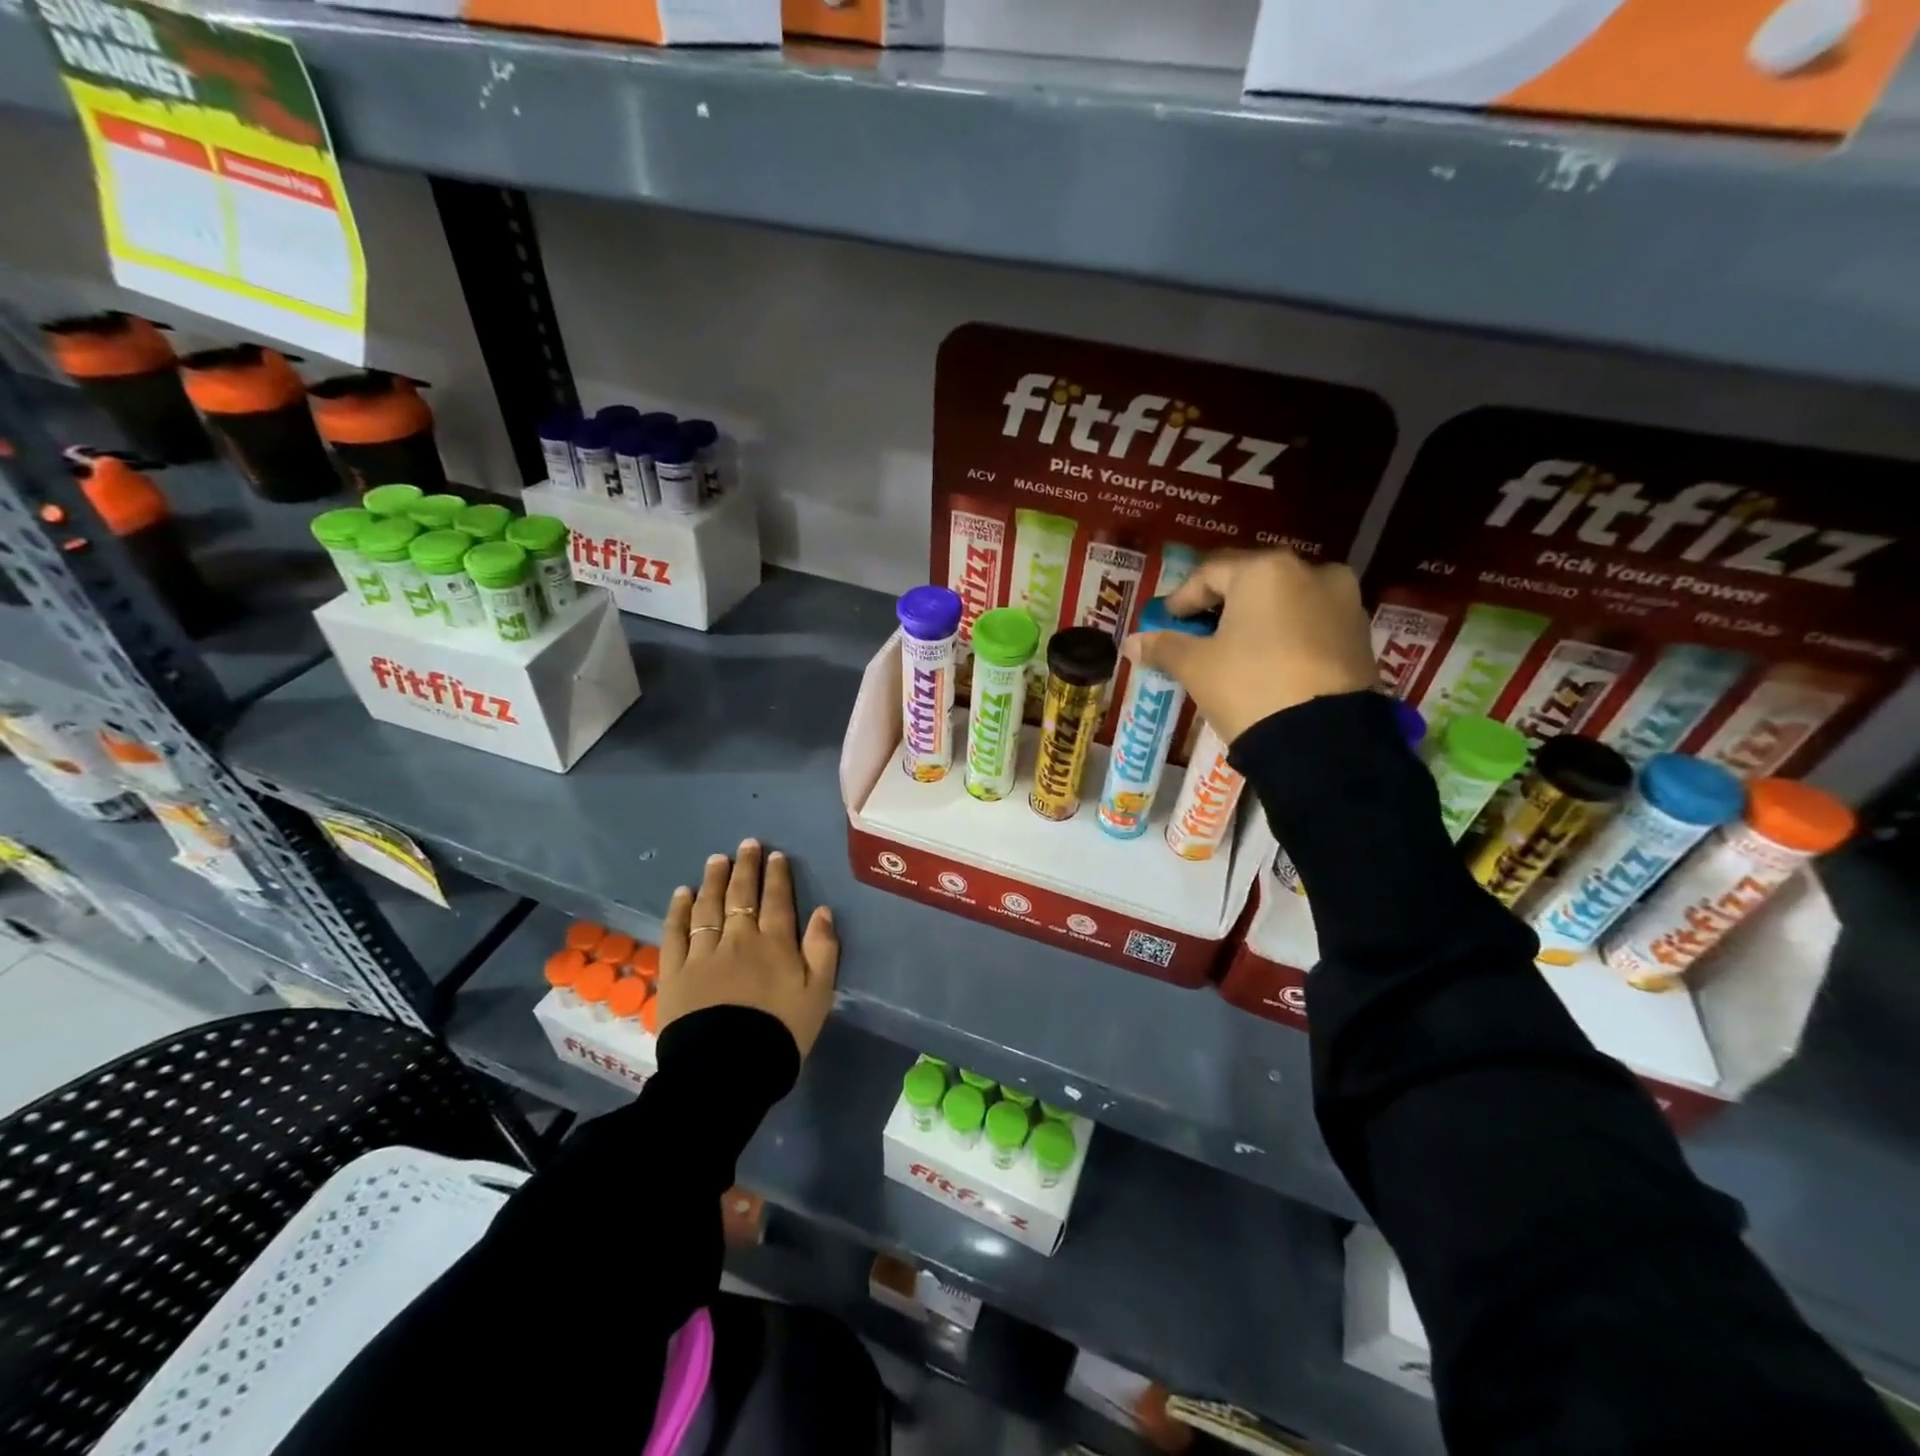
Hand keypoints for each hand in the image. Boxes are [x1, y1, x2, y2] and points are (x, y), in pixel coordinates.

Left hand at [657, 839, 839, 1057]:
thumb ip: (823, 950)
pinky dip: (678, 910)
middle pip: (741, 895)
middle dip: (746, 867)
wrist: (726, 1071)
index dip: (777, 876)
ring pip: (708, 907)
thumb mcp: (818, 995)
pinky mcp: (675, 972)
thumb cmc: (780, 1034)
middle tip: (746, 845)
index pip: (777, 900)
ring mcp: (703, 954)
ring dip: (713, 880)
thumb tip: (823, 910)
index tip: (775, 855)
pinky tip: (682, 894)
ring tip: (716, 860)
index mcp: (775, 944)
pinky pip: (675, 933)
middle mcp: (738, 939)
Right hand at [1124, 548, 1375, 744]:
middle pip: (1251, 583)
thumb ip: (1164, 647)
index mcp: (1266, 570)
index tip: (1165, 623)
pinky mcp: (1361, 635)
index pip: (1209, 573)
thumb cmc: (1249, 687)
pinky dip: (1285, 636)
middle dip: (1220, 607)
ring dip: (1255, 621)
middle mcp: (1311, 572)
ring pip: (1285, 603)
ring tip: (1233, 652)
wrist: (1323, 740)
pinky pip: (1310, 624)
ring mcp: (1343, 602)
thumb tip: (1131, 643)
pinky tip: (1268, 664)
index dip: (1181, 599)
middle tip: (1197, 635)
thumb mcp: (1197, 667)